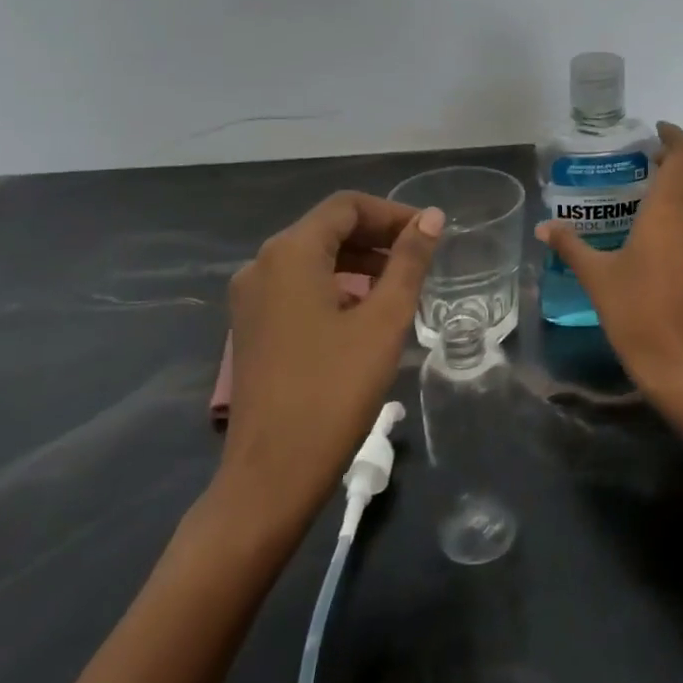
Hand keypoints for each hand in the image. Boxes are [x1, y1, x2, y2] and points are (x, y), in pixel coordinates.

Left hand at [217, 193, 443, 519]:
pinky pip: (298, 287)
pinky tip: (365, 312)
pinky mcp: (252, 329)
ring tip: (401, 284)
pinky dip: (336, 285)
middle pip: (327, 229)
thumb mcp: (384, 320)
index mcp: (289, 254)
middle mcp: (261, 266)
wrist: (272, 474)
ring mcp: (251, 299)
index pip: (346, 207)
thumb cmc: (334, 389)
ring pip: (312, 259)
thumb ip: (409, 262)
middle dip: (377, 236)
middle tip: (421, 257)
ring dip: (358, 261)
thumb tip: (431, 218)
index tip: (429, 234)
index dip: (392, 213)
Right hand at [538, 123, 682, 402]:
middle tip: (648, 159)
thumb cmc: (634, 313)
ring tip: (650, 197)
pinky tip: (663, 239)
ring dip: (682, 189)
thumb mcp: (596, 277)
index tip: (658, 131)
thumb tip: (544, 226)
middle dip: (677, 159)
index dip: (676, 138)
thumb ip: (570, 245)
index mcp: (668, 214)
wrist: (680, 363)